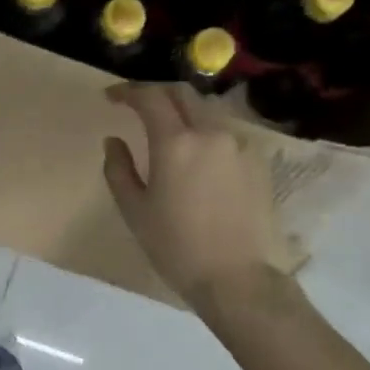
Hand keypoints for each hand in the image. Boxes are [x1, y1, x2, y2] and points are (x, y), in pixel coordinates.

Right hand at [103, 82, 287, 305]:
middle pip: (183, 93)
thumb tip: (113, 141)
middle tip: (137, 104)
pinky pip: (227, 134)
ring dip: (183, 112)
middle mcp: (211, 132)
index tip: (111, 98)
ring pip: (208, 111)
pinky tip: (198, 156)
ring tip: (168, 131)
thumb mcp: (135, 211)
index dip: (127, 91)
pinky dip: (206, 133)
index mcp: (176, 143)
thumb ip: (119, 169)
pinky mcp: (259, 161)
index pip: (150, 98)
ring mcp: (240, 144)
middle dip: (157, 92)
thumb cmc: (176, 247)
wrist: (237, 278)